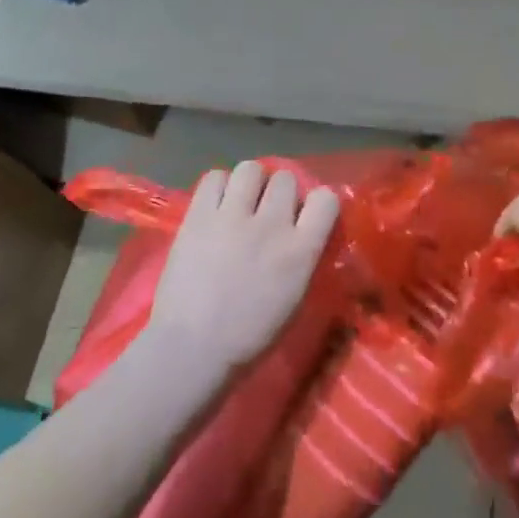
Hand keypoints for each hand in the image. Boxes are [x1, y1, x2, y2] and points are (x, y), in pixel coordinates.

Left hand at [150, 160, 339, 374]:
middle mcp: (271, 224)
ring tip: (240, 202)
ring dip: (249, 183)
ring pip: (250, 169)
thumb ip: (303, 257)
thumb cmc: (250, 335)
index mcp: (301, 250)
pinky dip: (218, 187)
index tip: (304, 216)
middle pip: (284, 178)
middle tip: (265, 211)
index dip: (316, 203)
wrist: (193, 348)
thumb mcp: (295, 297)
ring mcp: (232, 217)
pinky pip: (214, 178)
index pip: (326, 198)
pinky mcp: (198, 216)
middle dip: (278, 192)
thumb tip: (302, 232)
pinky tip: (215, 206)